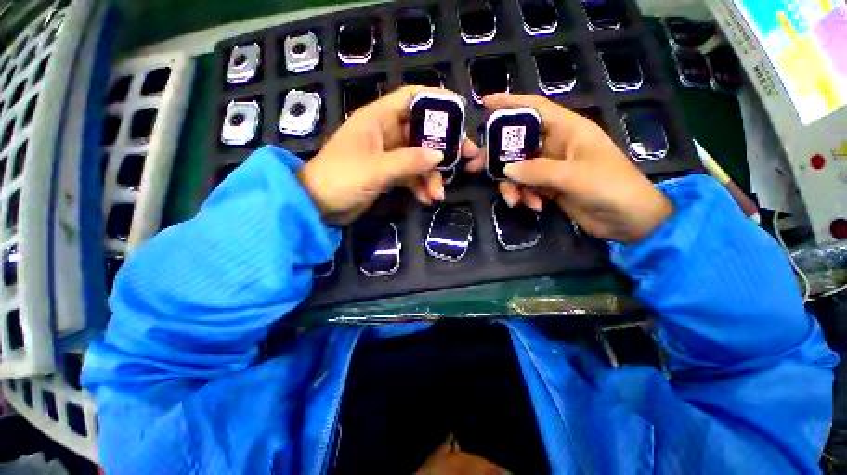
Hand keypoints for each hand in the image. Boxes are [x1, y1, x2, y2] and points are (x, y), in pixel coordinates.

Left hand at [297, 86, 479, 224]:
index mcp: (378, 119)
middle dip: (443, 147)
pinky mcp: (388, 174)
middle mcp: (386, 133)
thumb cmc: (341, 179)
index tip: (460, 113)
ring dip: (431, 175)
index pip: (411, 97)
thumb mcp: (376, 169)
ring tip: (438, 194)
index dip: (436, 101)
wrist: (318, 205)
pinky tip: (427, 199)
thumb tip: (440, 155)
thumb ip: (408, 161)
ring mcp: (388, 155)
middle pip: (422, 132)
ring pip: (419, 158)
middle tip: (466, 158)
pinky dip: (420, 187)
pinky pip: (410, 176)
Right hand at [483, 93, 672, 241]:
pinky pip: (525, 186)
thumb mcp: (573, 176)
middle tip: (475, 168)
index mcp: (568, 129)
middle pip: (517, 143)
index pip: (535, 108)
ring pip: (518, 169)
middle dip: (497, 157)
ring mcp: (550, 166)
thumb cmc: (611, 187)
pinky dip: (524, 196)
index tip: (485, 103)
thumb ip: (537, 171)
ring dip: (512, 185)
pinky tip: (534, 206)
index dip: (510, 103)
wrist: (628, 220)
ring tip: (516, 201)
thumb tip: (504, 170)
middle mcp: (556, 145)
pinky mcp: (548, 185)